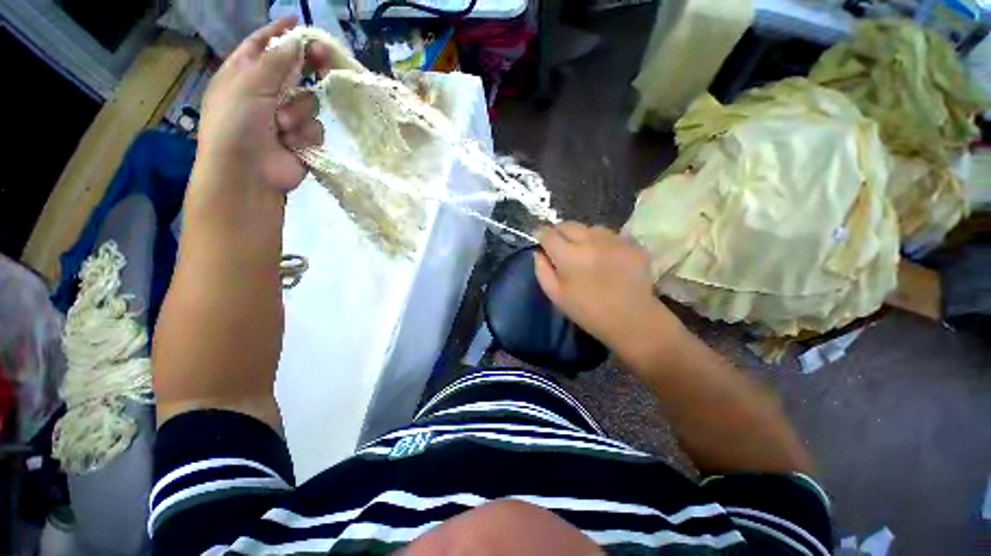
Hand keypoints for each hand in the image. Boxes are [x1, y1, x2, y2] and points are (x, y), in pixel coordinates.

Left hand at [196, 17, 337, 191]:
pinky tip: (292, 143)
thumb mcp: (250, 83)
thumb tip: (297, 40)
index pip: (263, 45)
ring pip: (309, 101)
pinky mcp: (302, 139)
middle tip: (324, 58)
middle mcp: (266, 92)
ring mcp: (285, 117)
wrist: (247, 173)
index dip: (280, 33)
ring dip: (299, 112)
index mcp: (244, 74)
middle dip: (307, 66)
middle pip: (294, 71)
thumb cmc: (237, 123)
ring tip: (282, 126)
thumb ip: (276, 60)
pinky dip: (305, 134)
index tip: (299, 21)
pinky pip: (315, 127)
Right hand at [534, 223, 671, 347]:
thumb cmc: (588, 312)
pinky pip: (610, 236)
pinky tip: (607, 258)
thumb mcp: (556, 296)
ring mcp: (615, 240)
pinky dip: (603, 243)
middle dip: (559, 232)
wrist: (632, 320)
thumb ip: (542, 270)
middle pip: (568, 225)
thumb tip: (538, 252)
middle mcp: (592, 241)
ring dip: (583, 237)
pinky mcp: (632, 243)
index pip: (549, 234)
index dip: (541, 235)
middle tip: (561, 247)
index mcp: (570, 256)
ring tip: (586, 253)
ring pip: (590, 228)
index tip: (540, 240)